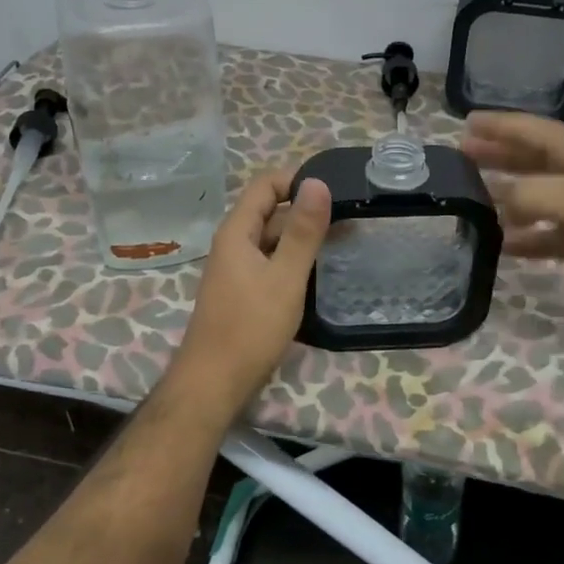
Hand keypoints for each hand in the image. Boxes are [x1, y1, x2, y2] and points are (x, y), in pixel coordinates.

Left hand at [173, 170, 331, 408]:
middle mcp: (232, 244)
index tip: (334, 190)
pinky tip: (317, 272)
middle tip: (349, 219)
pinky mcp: (241, 292)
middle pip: (269, 212)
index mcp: (236, 232)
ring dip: (302, 236)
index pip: (264, 185)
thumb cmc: (250, 328)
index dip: (296, 180)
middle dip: (305, 210)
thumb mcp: (285, 277)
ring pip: (271, 240)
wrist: (214, 383)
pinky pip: (269, 262)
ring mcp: (235, 269)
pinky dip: (292, 260)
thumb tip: (317, 182)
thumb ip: (303, 231)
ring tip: (343, 242)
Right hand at [460, 111, 563, 320]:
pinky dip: (526, 238)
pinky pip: (547, 235)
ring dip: (506, 196)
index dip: (500, 125)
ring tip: (472, 198)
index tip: (466, 122)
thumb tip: (494, 198)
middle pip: (531, 159)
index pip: (533, 131)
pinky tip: (502, 245)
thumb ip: (531, 195)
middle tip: (461, 154)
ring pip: (536, 197)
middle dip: (498, 155)